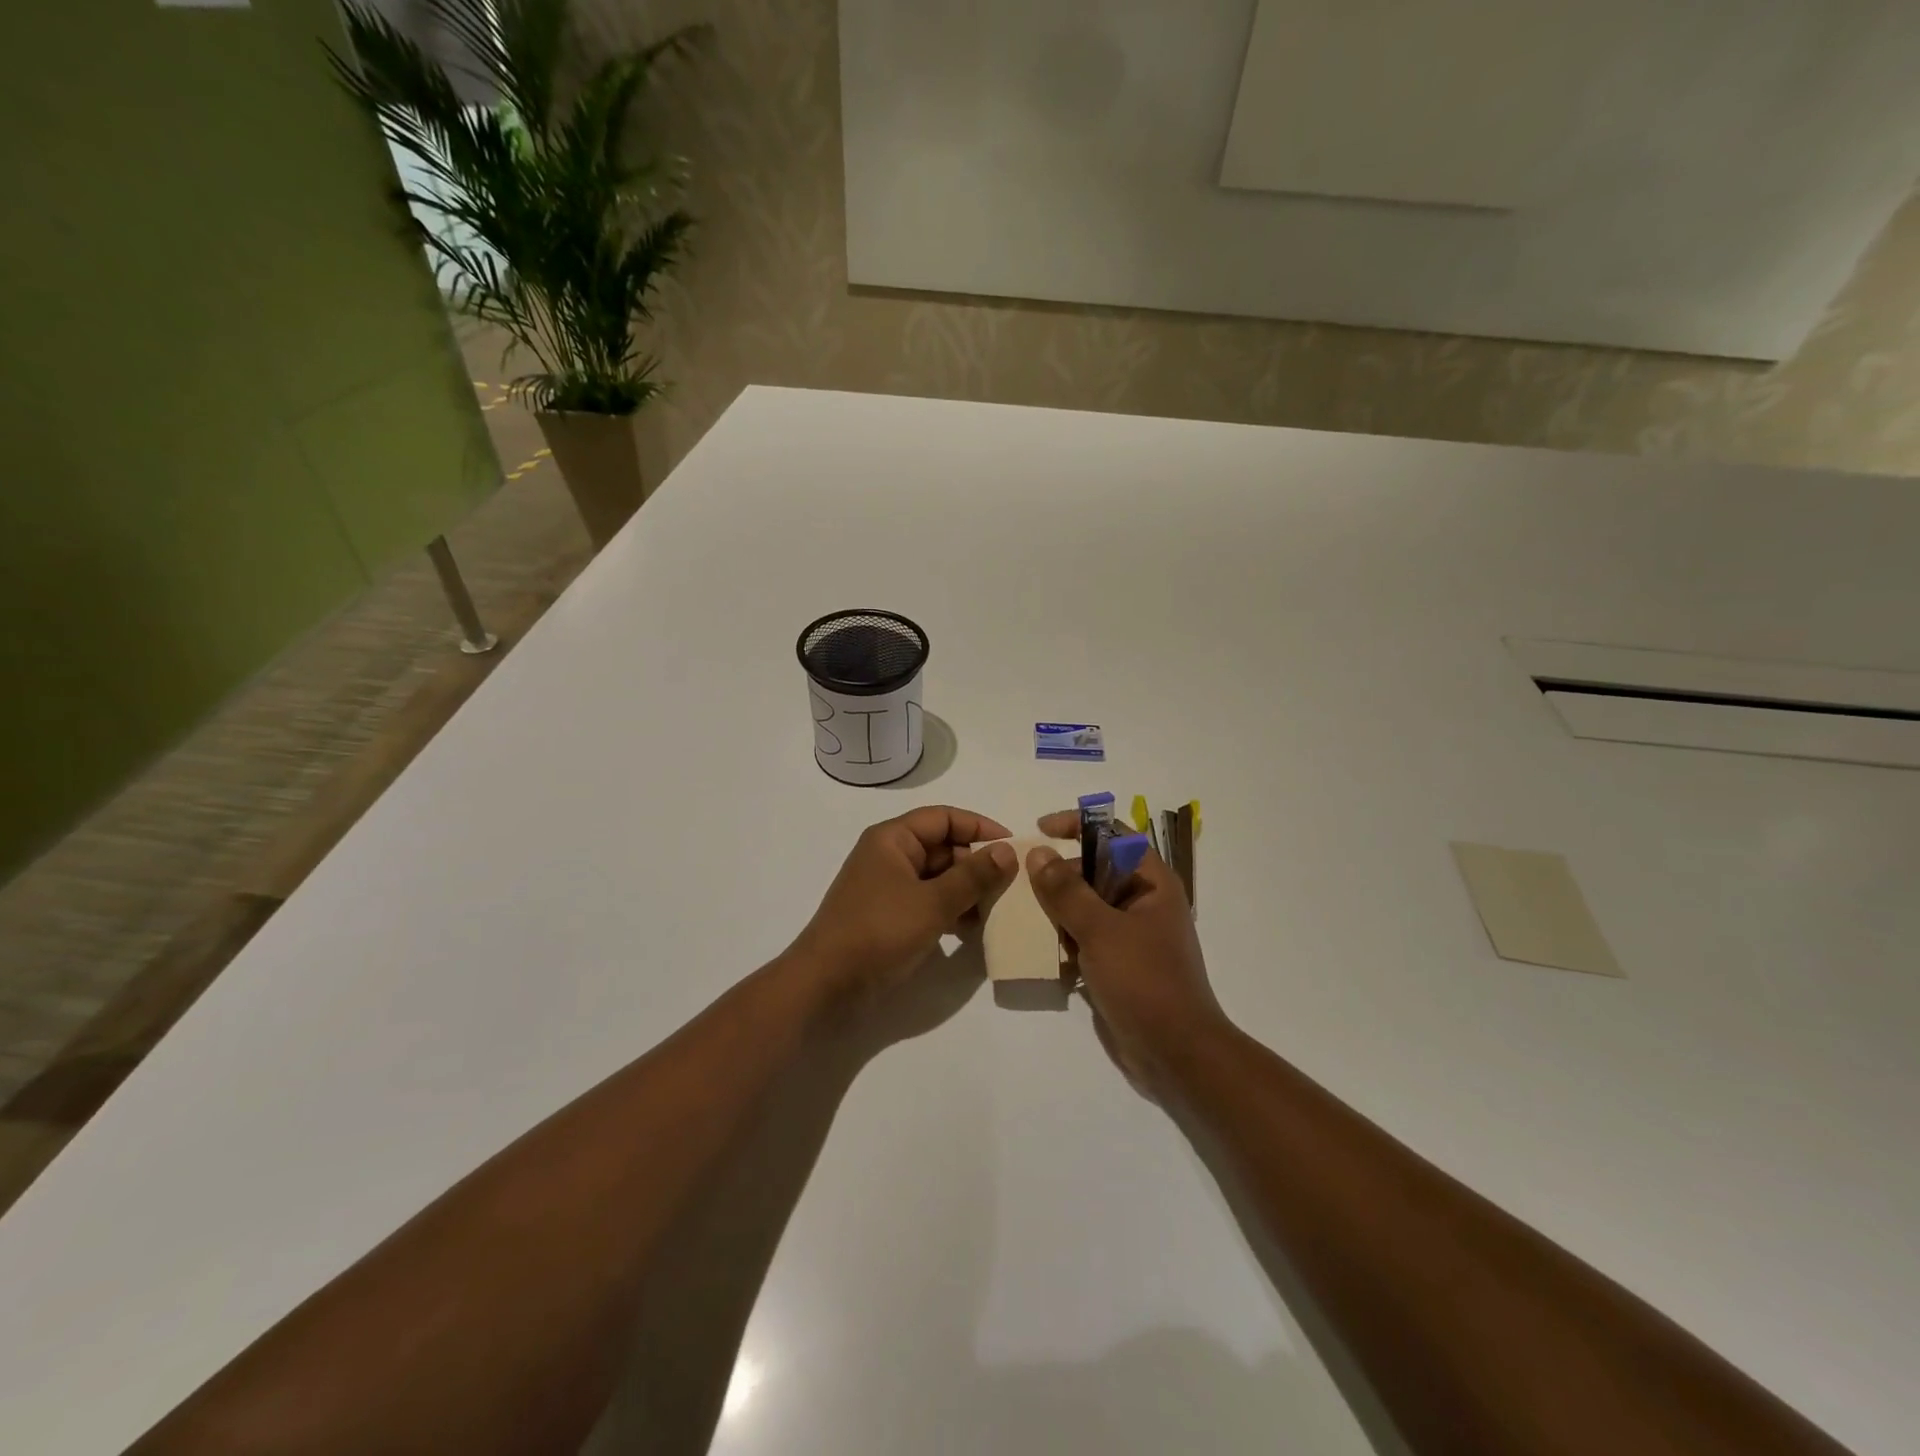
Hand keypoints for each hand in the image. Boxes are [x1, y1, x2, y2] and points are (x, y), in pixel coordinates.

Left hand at [792, 807, 1017, 1006]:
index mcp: (893, 838)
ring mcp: (888, 886)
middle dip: (976, 863)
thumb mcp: (933, 902)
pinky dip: (950, 909)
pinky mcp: (890, 914)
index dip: (979, 827)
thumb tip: (1008, 851)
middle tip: (1009, 886)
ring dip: (966, 889)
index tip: (1013, 846)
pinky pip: (928, 900)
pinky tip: (972, 929)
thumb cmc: (879, 930)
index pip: (944, 818)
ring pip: (938, 876)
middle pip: (943, 846)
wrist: (827, 982)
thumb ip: (973, 876)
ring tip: (995, 910)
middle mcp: (890, 855)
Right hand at [1029, 810, 1228, 1092]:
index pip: (1114, 834)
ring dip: (1057, 909)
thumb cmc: (1144, 981)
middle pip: (1095, 869)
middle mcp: (1143, 901)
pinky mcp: (1118, 962)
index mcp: (1151, 883)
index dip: (1079, 825)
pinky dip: (1064, 938)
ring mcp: (1131, 934)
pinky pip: (1085, 937)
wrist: (1175, 1054)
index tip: (1041, 830)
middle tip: (1024, 882)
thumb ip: (1067, 891)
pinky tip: (1041, 950)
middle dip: (1060, 873)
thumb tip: (1039, 854)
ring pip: (1086, 905)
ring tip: (1024, 914)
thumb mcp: (1101, 930)